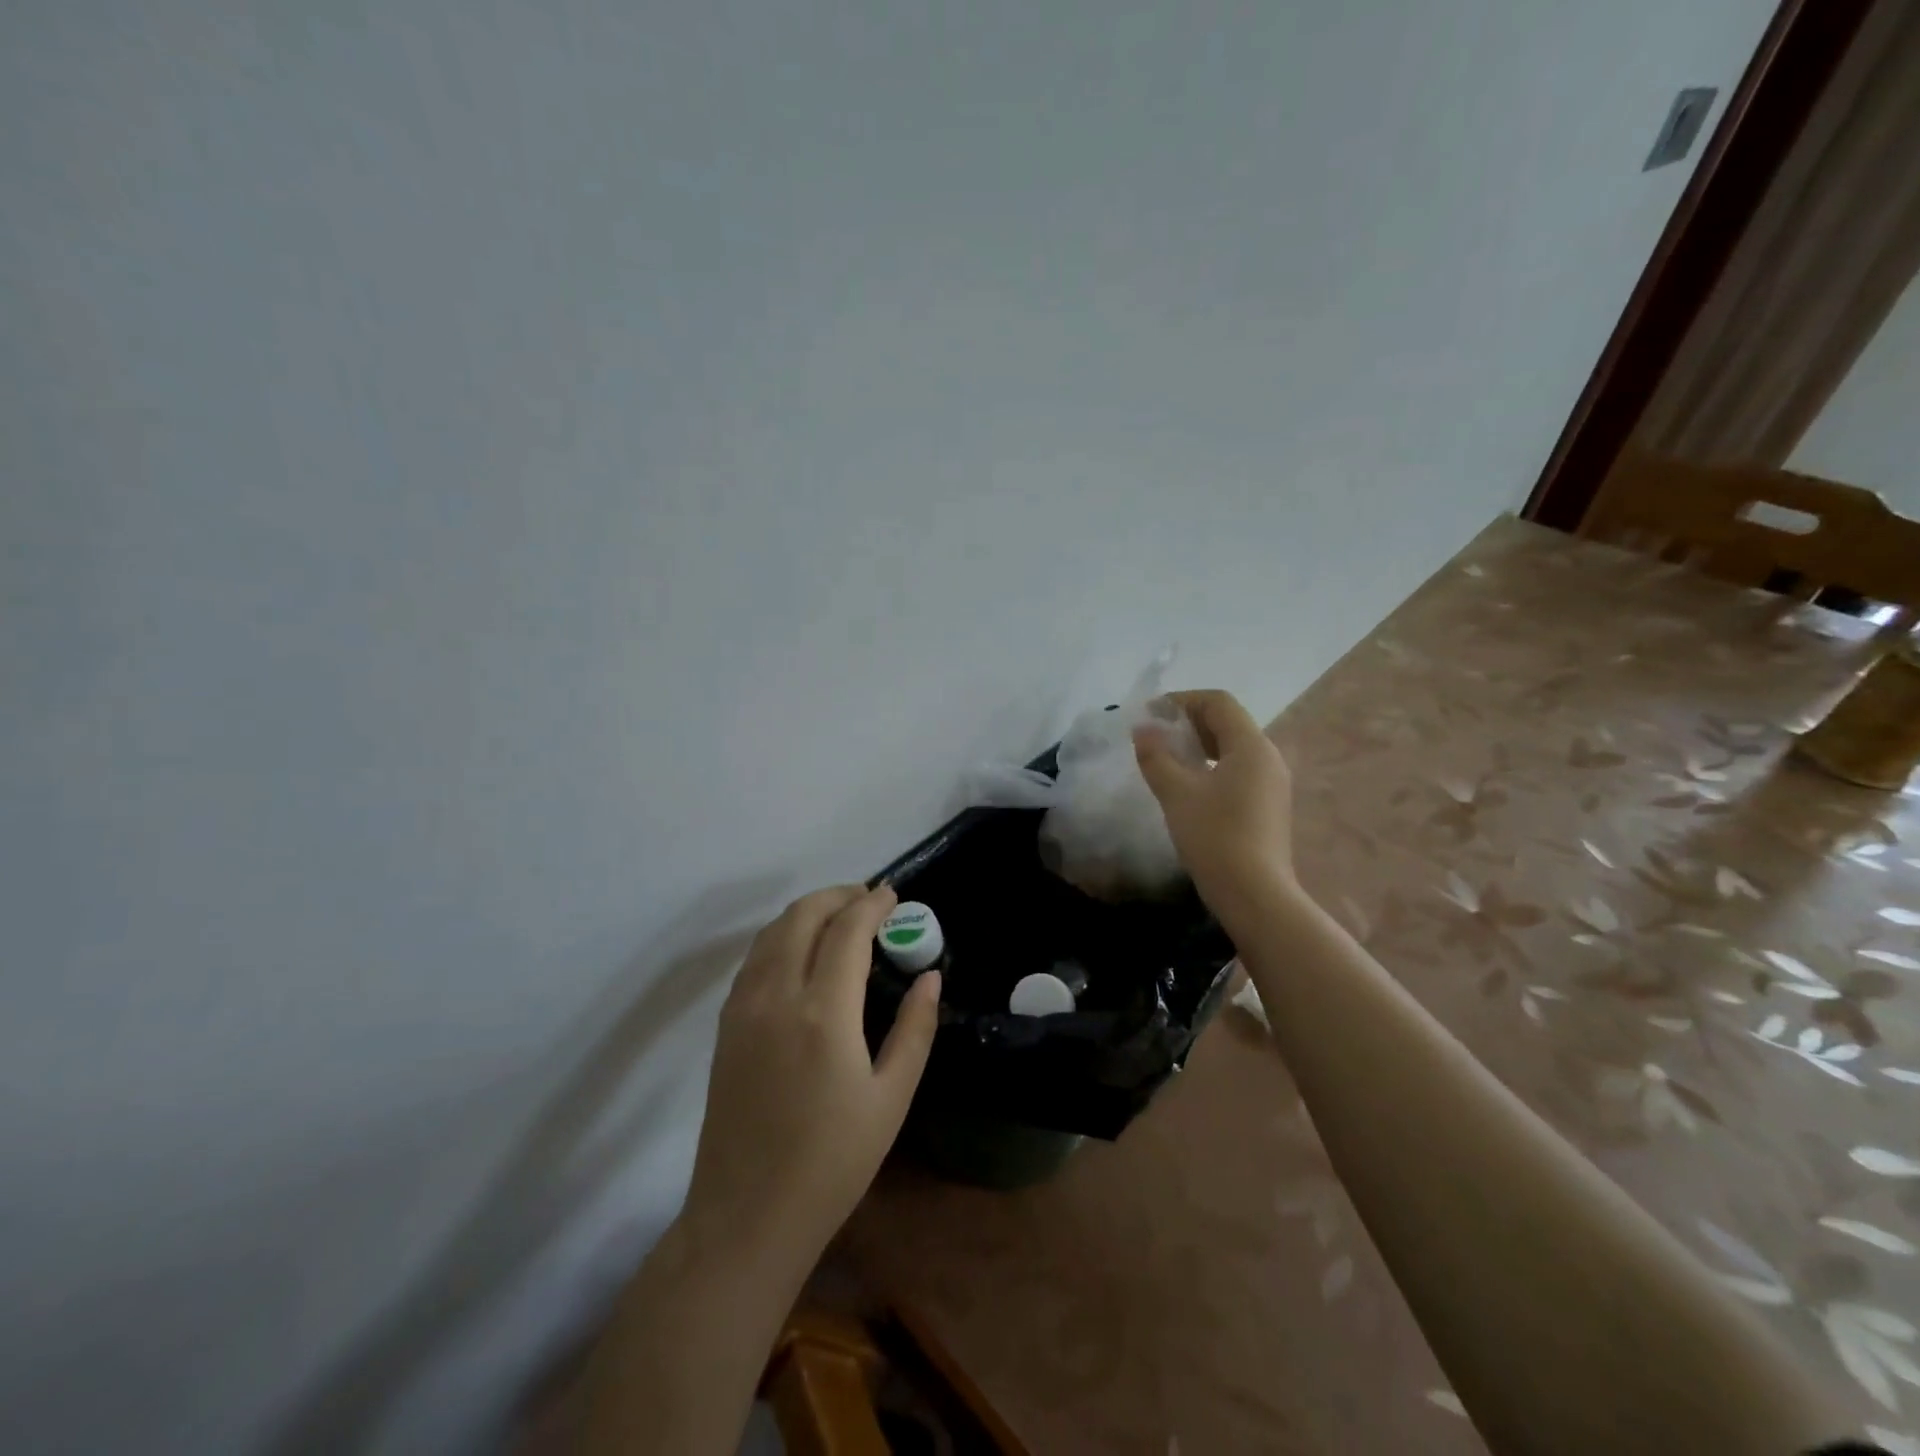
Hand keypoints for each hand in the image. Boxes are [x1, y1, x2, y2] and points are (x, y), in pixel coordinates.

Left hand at [680, 884, 940, 1273]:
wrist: (747, 1216)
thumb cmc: (832, 1162)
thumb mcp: (891, 1098)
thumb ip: (915, 1029)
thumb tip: (930, 978)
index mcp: (823, 1012)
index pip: (847, 929)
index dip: (872, 904)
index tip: (893, 895)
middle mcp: (777, 995)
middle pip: (803, 915)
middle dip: (839, 896)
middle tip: (869, 901)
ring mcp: (743, 1007)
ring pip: (773, 931)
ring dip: (808, 912)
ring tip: (840, 919)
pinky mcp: (725, 1024)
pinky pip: (755, 958)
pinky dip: (782, 937)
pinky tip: (802, 952)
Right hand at [1133, 690, 1296, 925]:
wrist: (1255, 895)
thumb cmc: (1215, 837)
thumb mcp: (1176, 793)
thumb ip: (1156, 756)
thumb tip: (1143, 729)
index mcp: (1251, 746)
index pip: (1218, 702)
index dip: (1182, 700)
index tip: (1150, 715)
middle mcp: (1269, 757)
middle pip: (1228, 722)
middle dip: (1189, 722)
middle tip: (1155, 736)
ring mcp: (1272, 783)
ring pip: (1233, 748)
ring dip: (1199, 745)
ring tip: (1167, 760)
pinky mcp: (1268, 806)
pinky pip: (1238, 770)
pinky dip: (1211, 766)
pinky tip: (1189, 787)